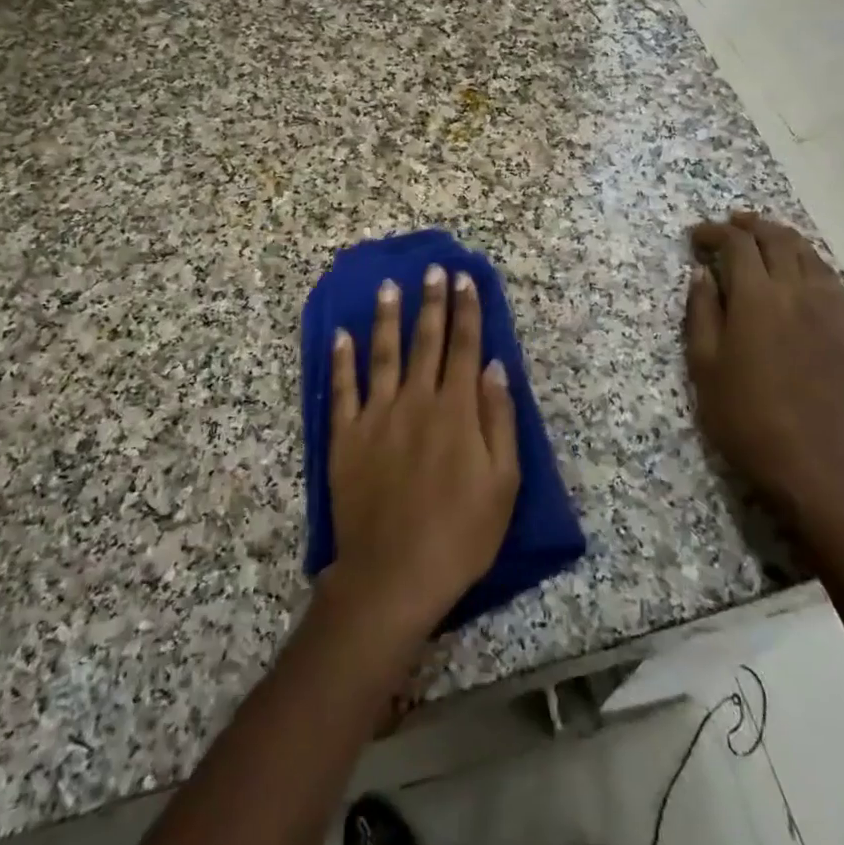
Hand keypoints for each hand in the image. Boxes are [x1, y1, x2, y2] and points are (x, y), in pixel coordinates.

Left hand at [324, 264, 520, 639]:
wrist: (394, 575)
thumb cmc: (460, 534)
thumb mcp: (502, 483)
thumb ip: (499, 419)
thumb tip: (495, 366)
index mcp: (456, 411)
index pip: (464, 348)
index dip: (467, 311)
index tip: (465, 280)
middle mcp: (416, 401)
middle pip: (426, 342)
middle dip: (432, 302)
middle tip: (433, 270)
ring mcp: (376, 416)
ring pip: (383, 354)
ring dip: (386, 317)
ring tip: (388, 286)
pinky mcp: (345, 436)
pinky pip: (342, 389)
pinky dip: (341, 360)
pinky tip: (341, 335)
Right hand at [685, 212, 843, 524]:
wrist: (807, 458)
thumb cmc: (742, 413)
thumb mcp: (704, 363)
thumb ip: (701, 311)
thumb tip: (701, 272)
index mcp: (756, 298)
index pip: (737, 245)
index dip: (714, 232)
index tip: (695, 236)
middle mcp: (795, 292)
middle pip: (776, 239)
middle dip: (749, 225)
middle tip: (727, 225)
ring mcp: (825, 308)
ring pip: (807, 253)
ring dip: (781, 236)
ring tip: (761, 235)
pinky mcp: (842, 327)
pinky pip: (829, 277)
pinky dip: (809, 260)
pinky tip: (799, 267)